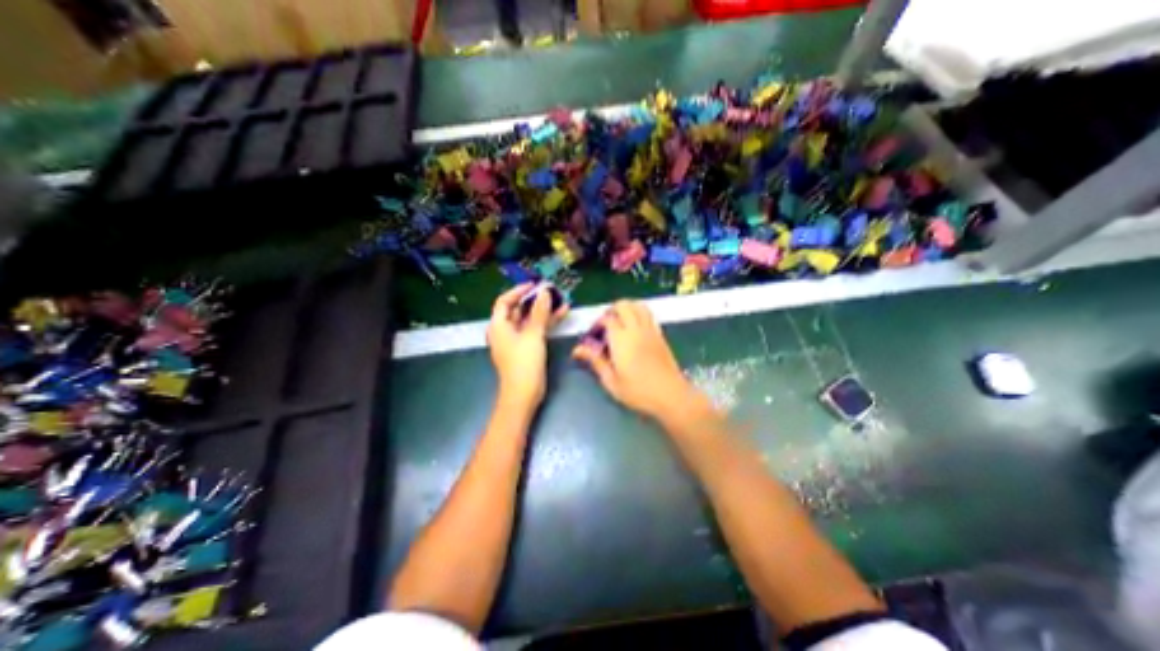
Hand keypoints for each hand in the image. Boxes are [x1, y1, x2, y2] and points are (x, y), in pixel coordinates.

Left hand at [487, 286, 565, 410]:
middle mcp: (505, 331)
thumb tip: (544, 292)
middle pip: (518, 310)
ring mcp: (516, 340)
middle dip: (534, 300)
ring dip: (543, 310)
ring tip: (560, 300)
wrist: (523, 395)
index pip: (504, 301)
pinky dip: (546, 322)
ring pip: (529, 320)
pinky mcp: (526, 348)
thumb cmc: (524, 363)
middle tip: (550, 291)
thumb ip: (539, 312)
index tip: (534, 284)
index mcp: (499, 326)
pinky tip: (561, 314)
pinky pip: (535, 330)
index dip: (518, 291)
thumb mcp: (533, 335)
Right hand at [572, 301, 707, 418]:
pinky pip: (649, 315)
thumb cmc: (638, 391)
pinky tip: (635, 328)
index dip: (598, 324)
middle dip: (612, 310)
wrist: (670, 395)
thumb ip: (595, 361)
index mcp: (621, 340)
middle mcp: (636, 329)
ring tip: (620, 321)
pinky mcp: (660, 335)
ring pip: (638, 306)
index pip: (607, 319)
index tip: (594, 336)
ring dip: (627, 308)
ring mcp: (650, 330)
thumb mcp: (611, 380)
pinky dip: (639, 313)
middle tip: (606, 324)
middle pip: (623, 305)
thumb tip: (578, 349)